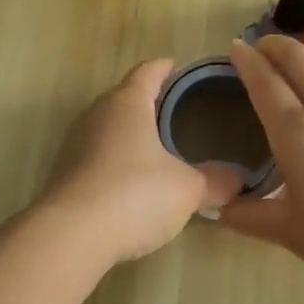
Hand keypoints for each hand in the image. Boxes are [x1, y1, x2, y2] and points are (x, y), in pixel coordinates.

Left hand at [32, 59, 244, 270]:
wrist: (70, 236)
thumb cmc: (134, 195)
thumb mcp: (187, 190)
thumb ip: (216, 182)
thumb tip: (240, 180)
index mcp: (127, 103)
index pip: (147, 72)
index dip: (165, 68)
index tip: (178, 68)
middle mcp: (97, 113)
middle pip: (124, 96)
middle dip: (147, 100)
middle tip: (175, 109)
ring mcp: (75, 143)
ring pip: (108, 126)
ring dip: (129, 131)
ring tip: (155, 145)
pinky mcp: (64, 172)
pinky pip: (95, 154)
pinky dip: (114, 158)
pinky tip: (129, 179)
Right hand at [219, 35, 303, 293]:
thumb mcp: (290, 233)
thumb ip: (250, 217)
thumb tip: (218, 210)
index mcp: (295, 133)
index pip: (265, 84)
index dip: (247, 61)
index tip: (236, 47)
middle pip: (299, 61)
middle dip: (277, 46)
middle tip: (263, 46)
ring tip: (302, 53)